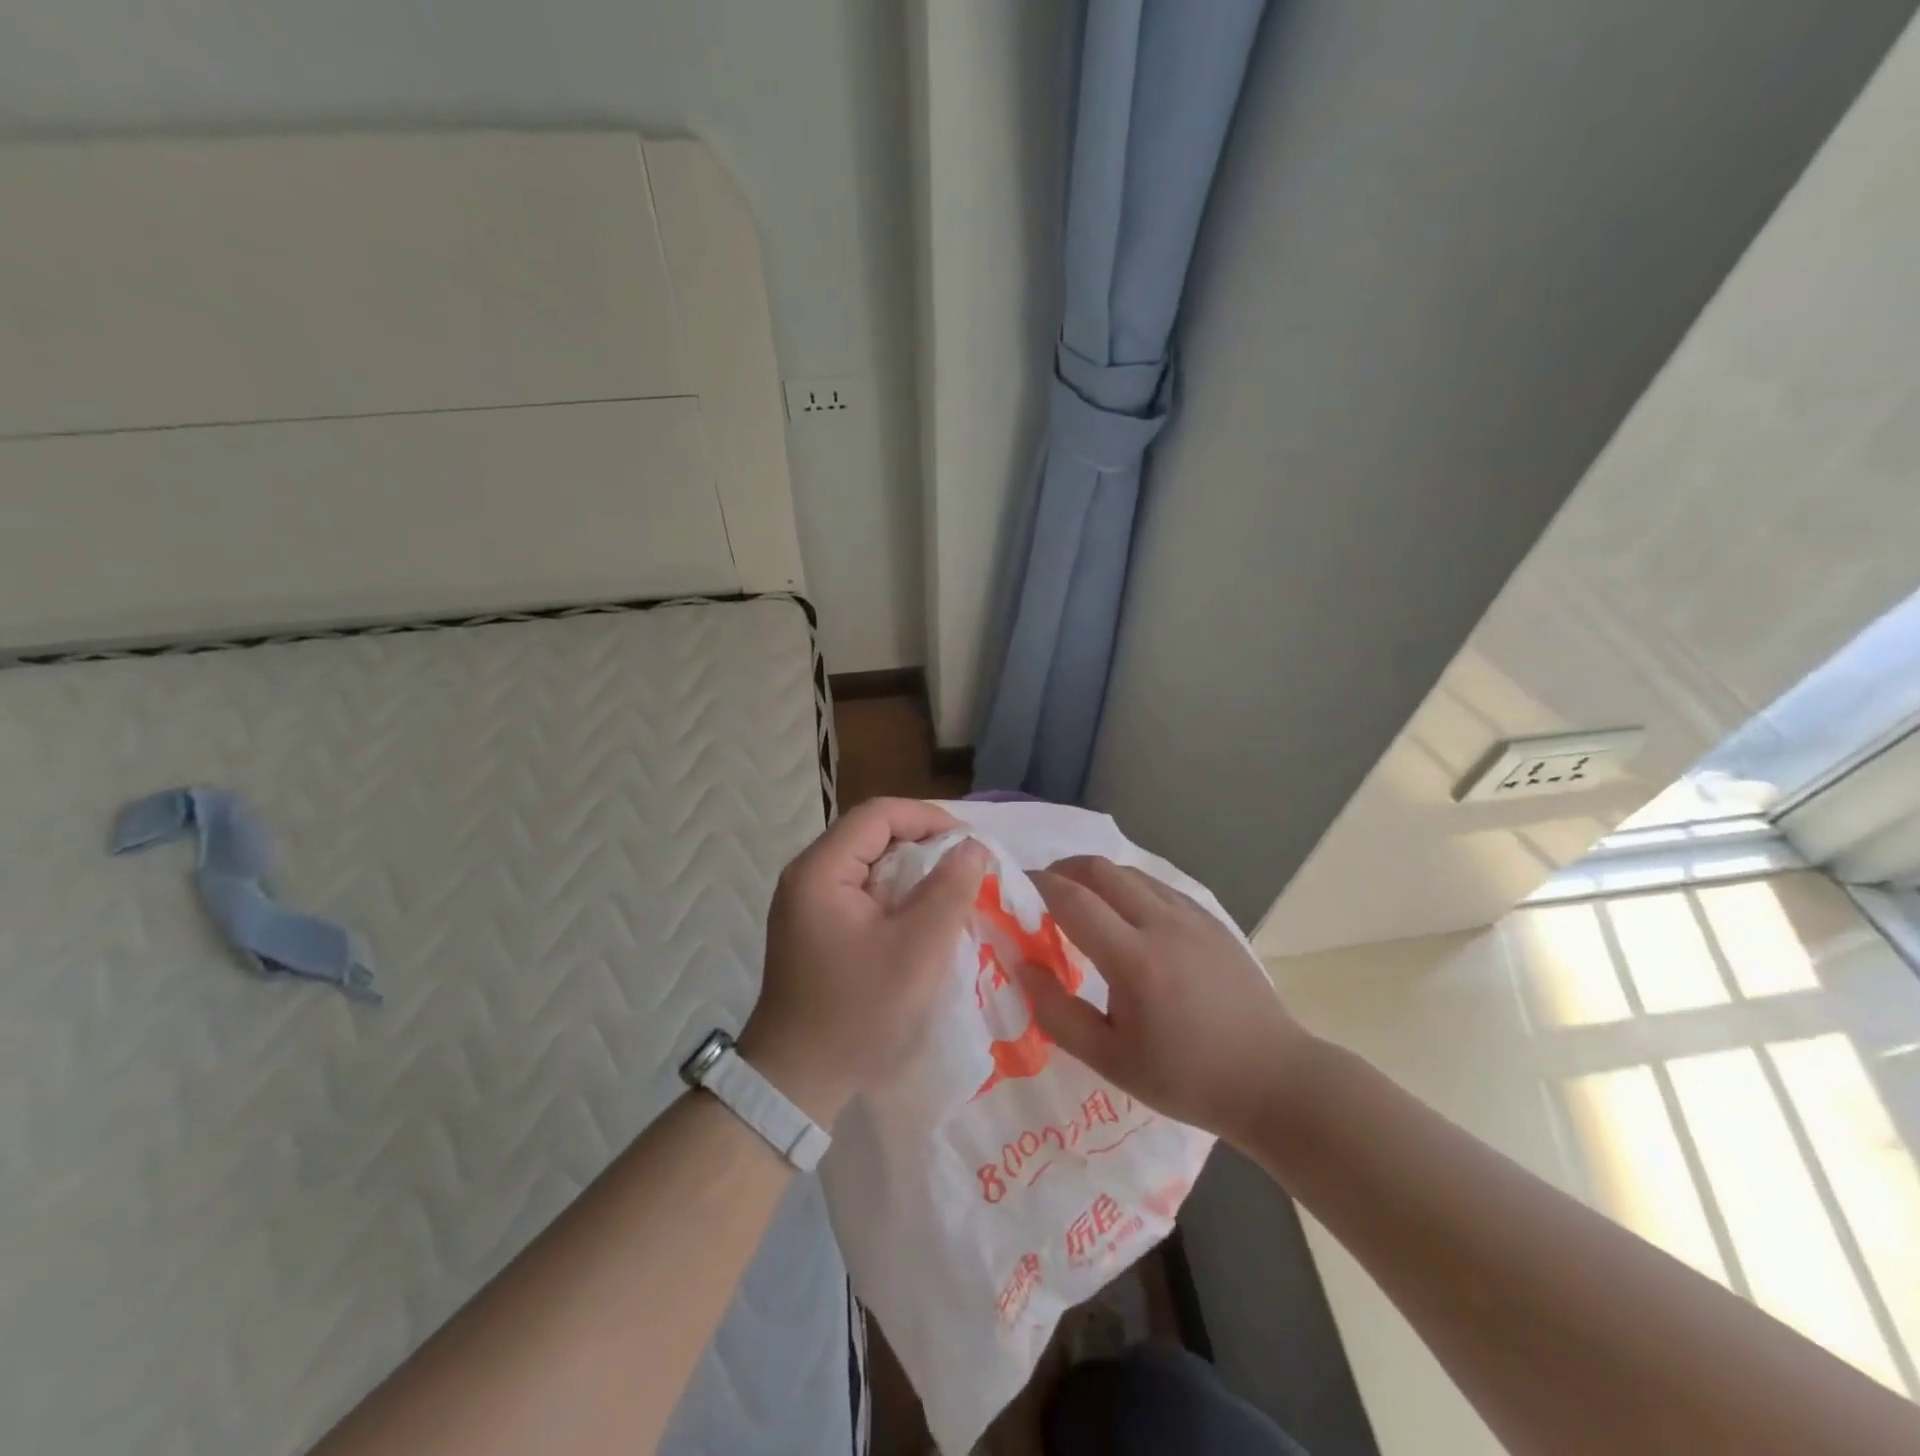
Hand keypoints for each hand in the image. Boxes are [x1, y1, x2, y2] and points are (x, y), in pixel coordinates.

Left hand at [741, 798, 988, 1126]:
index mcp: (821, 870)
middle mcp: (807, 876)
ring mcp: (807, 903)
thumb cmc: (858, 1012)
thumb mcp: (917, 951)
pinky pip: (861, 892)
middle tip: (965, 867)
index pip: (878, 814)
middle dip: (922, 843)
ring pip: (868, 863)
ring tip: (951, 889)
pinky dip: (895, 894)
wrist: (796, 1082)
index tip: (969, 843)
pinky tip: (921, 917)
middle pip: (871, 834)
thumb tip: (972, 846)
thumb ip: (949, 891)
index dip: (928, 818)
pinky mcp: (814, 927)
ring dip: (911, 870)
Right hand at [1012, 856, 1311, 1147]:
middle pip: (1101, 869)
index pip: (1073, 900)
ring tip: (1081, 902)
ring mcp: (1192, 916)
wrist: (1273, 1079)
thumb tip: (1023, 965)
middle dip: (1064, 869)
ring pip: (1131, 873)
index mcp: (1134, 959)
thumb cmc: (1186, 1078)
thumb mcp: (1110, 1061)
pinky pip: (1159, 886)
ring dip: (1097, 877)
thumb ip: (1058, 1012)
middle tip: (1043, 890)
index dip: (1038, 885)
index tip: (1015, 886)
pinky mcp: (1212, 920)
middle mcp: (1163, 923)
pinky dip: (1129, 887)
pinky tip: (1127, 917)